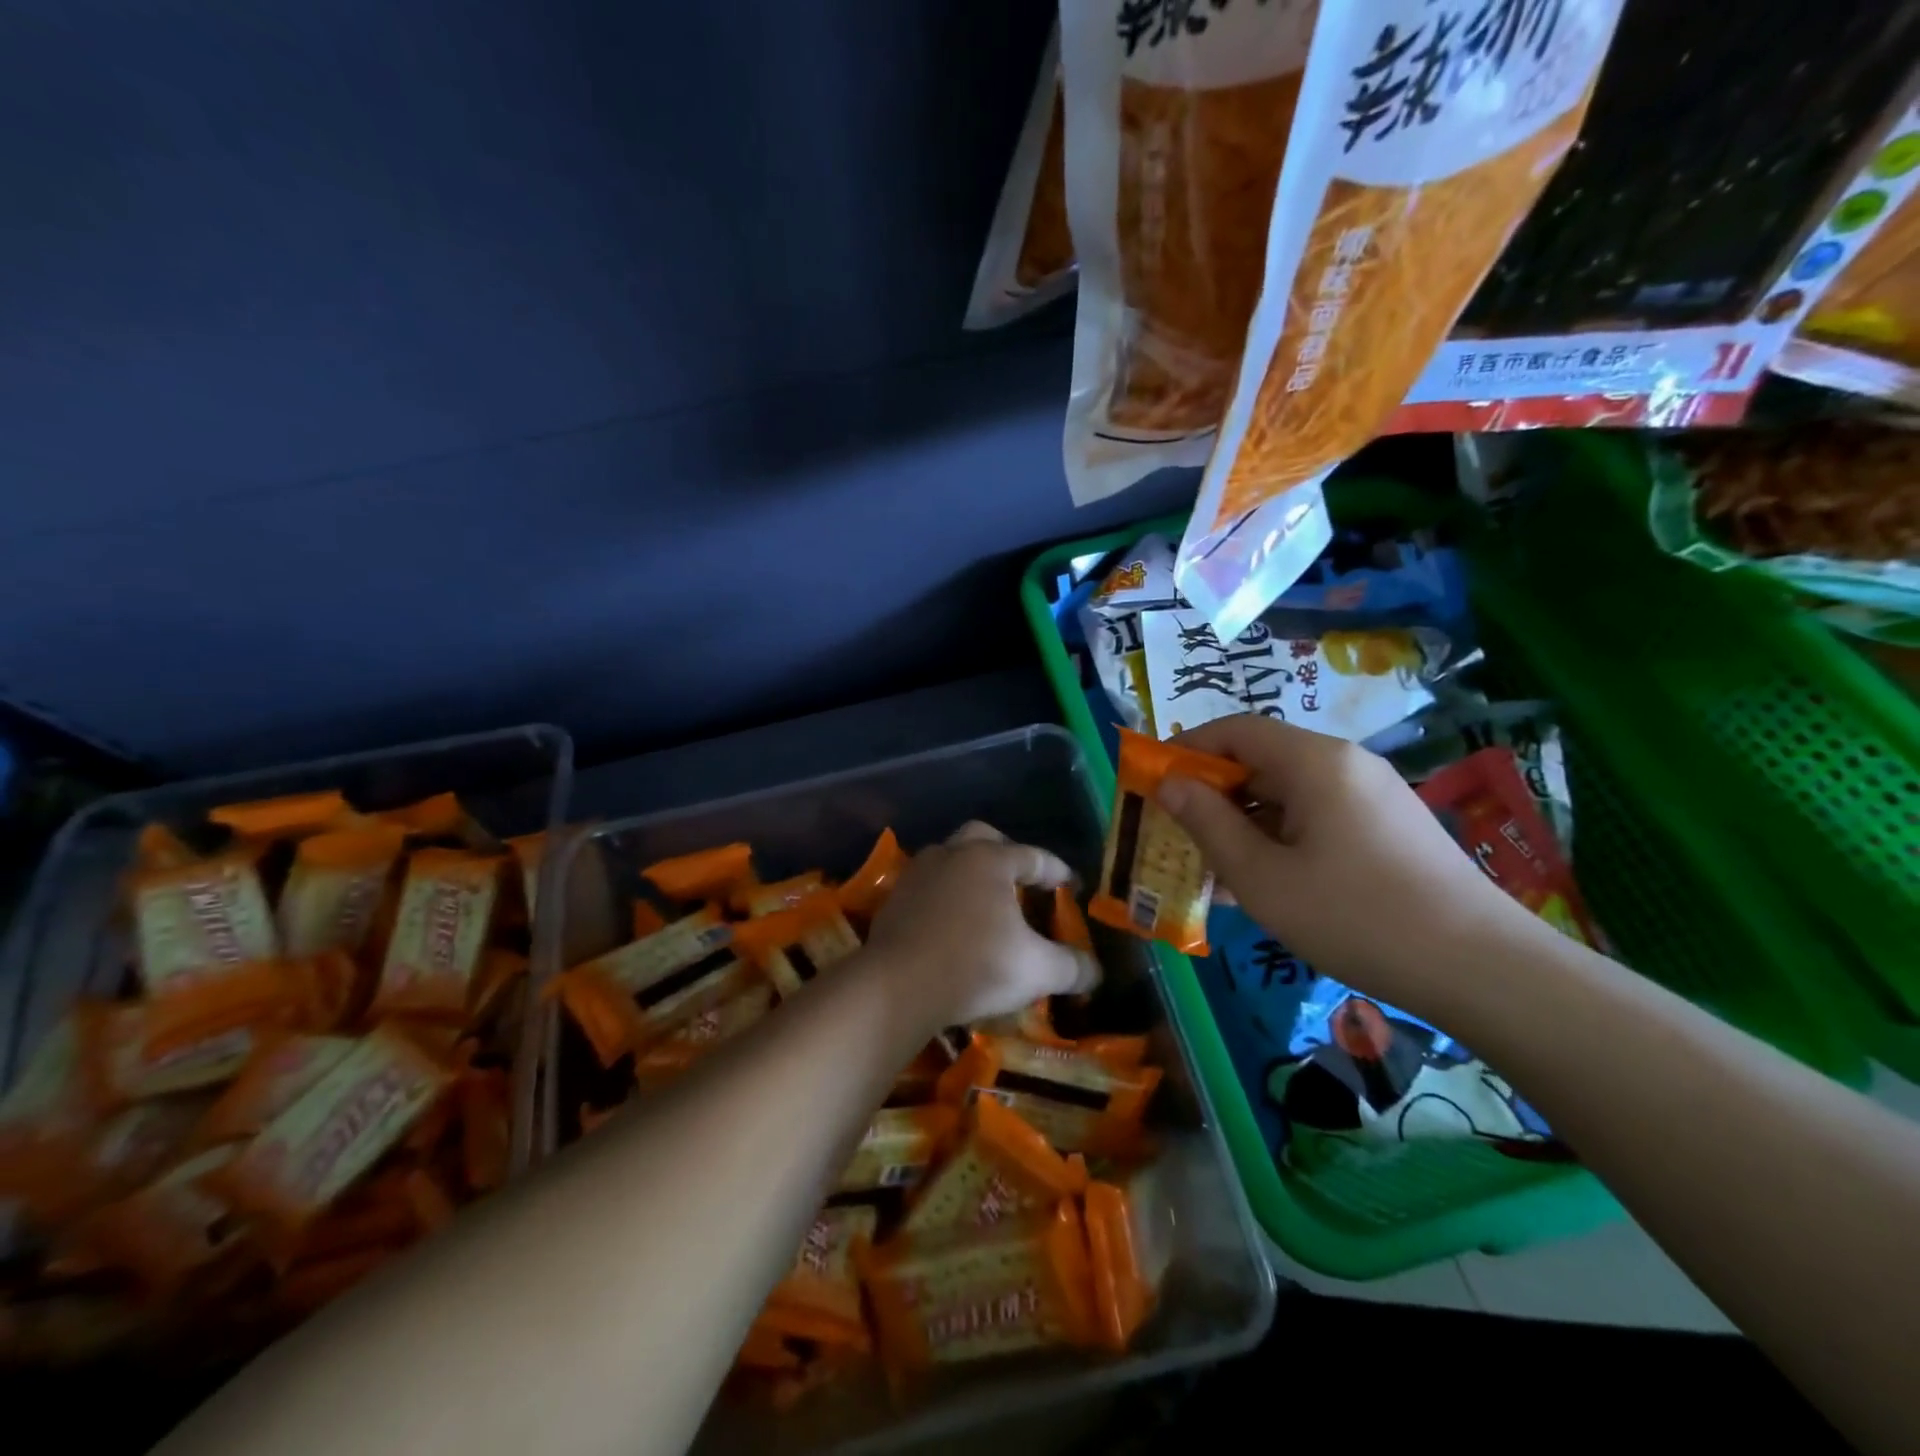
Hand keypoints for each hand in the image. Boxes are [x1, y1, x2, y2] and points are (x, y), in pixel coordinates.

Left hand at [863, 822, 1100, 1031]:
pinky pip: (928, 886)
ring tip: (986, 903)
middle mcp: (952, 854)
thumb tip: (1096, 972)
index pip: (1033, 856)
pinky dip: (945, 897)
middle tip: (1022, 880)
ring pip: (950, 859)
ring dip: (970, 875)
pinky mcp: (894, 898)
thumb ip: (1071, 967)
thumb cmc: (976, 966)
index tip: (1071, 886)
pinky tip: (952, 923)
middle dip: (1006, 854)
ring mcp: (918, 873)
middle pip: (984, 838)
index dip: (1057, 870)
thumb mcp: (1036, 970)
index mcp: (990, 859)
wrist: (898, 985)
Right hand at [1157, 715, 1534, 1017]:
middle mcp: (1344, 765)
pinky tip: (1260, 885)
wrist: (1481, 969)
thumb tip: (1170, 784)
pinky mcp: (1386, 829)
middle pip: (1261, 761)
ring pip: (1286, 795)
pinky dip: (1278, 840)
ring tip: (1209, 868)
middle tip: (1175, 833)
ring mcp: (1370, 797)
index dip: (1186, 749)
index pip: (1234, 730)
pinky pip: (1315, 820)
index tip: (1151, 782)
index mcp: (1314, 761)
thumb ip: (1208, 823)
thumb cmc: (1354, 915)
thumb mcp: (1262, 876)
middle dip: (1211, 794)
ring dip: (1242, 824)